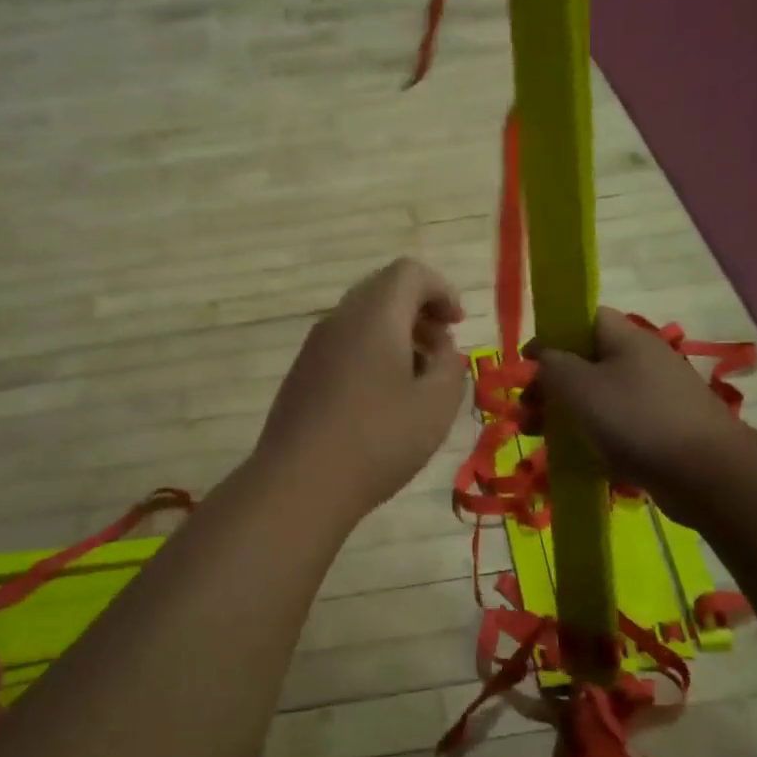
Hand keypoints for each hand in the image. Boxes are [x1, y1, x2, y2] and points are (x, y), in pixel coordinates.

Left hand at [256, 258, 466, 521]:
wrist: (298, 484)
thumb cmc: (378, 440)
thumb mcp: (436, 406)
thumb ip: (450, 366)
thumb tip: (441, 350)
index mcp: (374, 316)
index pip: (409, 272)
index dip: (442, 290)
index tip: (458, 324)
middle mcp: (339, 320)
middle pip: (383, 291)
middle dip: (420, 312)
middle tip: (442, 351)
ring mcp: (314, 347)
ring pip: (362, 320)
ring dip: (396, 336)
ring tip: (417, 380)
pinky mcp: (301, 374)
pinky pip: (344, 345)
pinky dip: (371, 354)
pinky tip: (382, 400)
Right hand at [528, 308, 738, 521]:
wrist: (706, 474)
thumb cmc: (636, 419)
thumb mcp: (581, 385)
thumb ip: (553, 364)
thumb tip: (543, 354)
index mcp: (627, 339)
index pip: (585, 319)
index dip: (552, 335)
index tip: (526, 363)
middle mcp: (644, 362)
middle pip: (587, 362)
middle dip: (552, 384)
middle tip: (527, 411)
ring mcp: (656, 398)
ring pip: (600, 397)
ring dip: (566, 413)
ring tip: (540, 437)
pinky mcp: (662, 432)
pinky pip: (617, 426)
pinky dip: (592, 436)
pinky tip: (575, 456)